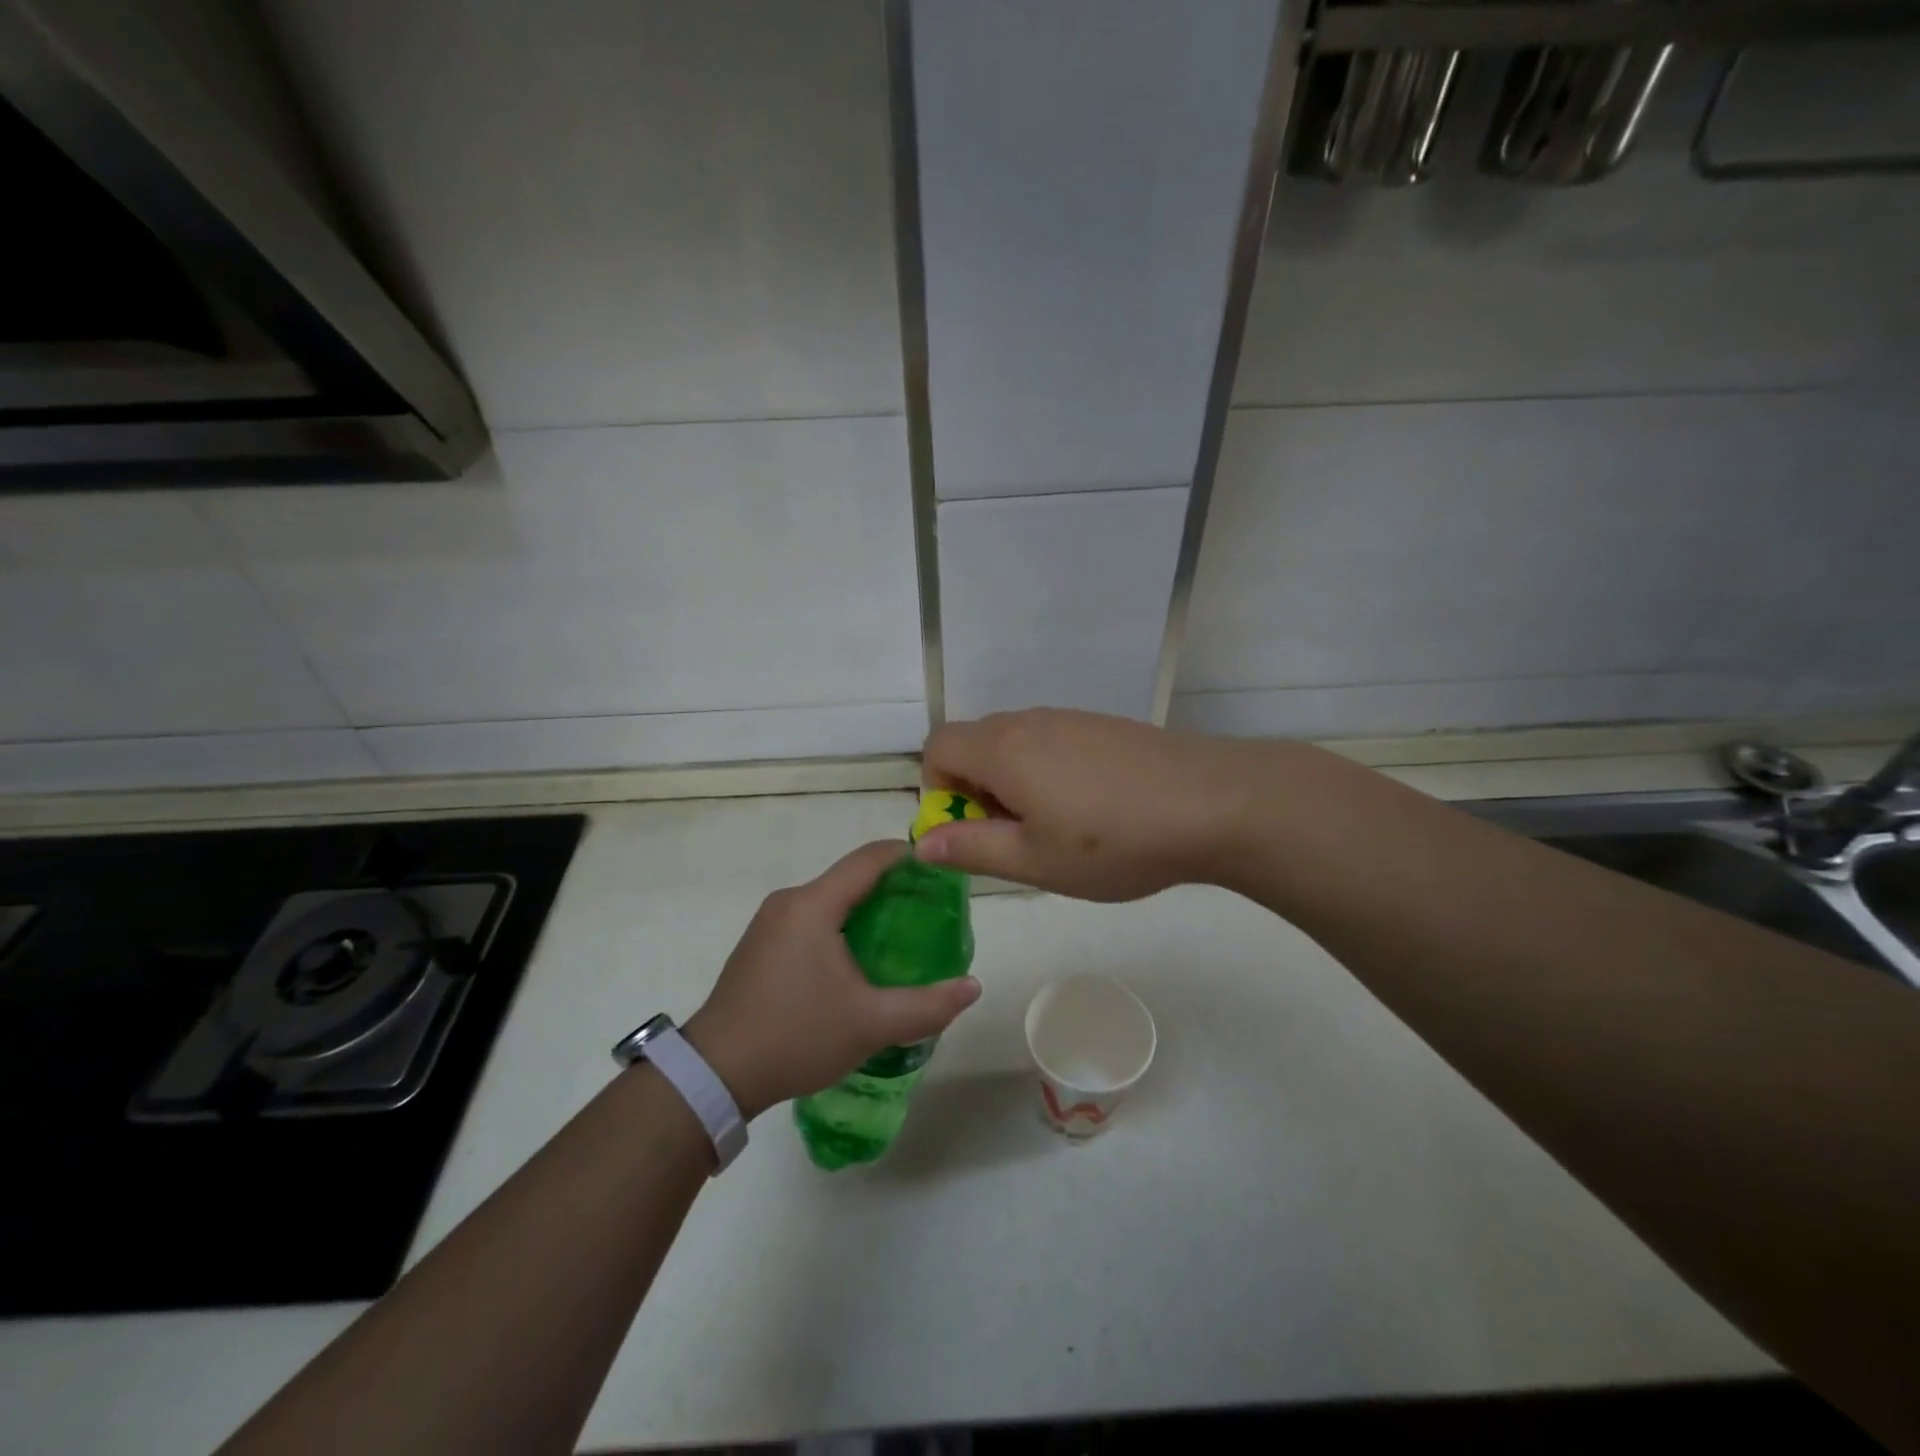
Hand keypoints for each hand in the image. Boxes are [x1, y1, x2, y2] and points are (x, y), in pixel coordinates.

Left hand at [682, 840, 981, 1119]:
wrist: (715, 1075)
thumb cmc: (796, 1036)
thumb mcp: (870, 1024)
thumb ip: (927, 1005)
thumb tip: (973, 987)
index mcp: (813, 904)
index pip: (869, 859)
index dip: (908, 856)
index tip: (942, 869)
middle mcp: (790, 901)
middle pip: (850, 877)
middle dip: (893, 888)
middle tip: (931, 912)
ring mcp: (769, 922)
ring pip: (830, 900)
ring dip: (866, 909)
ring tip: (902, 937)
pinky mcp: (761, 945)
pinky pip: (811, 919)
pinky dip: (841, 926)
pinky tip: (858, 960)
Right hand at [916, 708, 1258, 901]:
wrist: (1213, 803)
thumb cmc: (1114, 841)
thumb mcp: (1034, 861)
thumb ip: (971, 849)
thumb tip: (923, 842)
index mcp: (1002, 749)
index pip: (938, 746)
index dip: (938, 789)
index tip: (973, 829)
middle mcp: (1030, 722)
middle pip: (975, 743)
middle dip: (977, 790)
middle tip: (1018, 836)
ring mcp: (1071, 718)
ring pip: (1017, 744)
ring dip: (1015, 782)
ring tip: (1060, 827)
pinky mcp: (1103, 725)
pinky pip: (1053, 742)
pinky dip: (1049, 771)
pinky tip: (1095, 808)